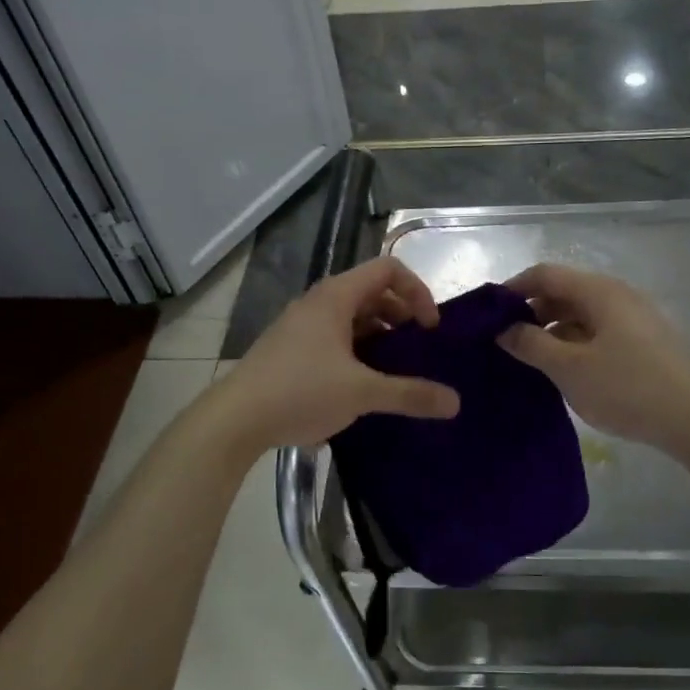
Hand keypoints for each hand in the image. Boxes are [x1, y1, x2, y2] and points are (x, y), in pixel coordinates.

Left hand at [212, 257, 459, 454]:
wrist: (234, 419)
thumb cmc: (300, 391)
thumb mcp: (362, 393)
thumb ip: (410, 394)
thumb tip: (455, 402)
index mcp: (336, 297)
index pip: (388, 269)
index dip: (417, 291)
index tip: (430, 328)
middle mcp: (318, 302)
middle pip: (372, 292)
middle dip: (402, 316)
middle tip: (419, 350)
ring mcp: (302, 325)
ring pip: (353, 317)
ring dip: (381, 336)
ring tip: (395, 370)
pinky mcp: (292, 348)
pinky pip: (336, 337)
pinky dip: (358, 350)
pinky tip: (363, 385)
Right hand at [497, 264, 689, 453]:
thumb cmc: (627, 388)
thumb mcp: (569, 368)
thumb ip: (531, 345)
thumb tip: (504, 330)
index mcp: (599, 291)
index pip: (545, 273)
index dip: (513, 288)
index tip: (488, 313)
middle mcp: (618, 295)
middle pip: (564, 291)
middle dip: (531, 311)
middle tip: (505, 340)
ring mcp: (634, 318)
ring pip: (582, 313)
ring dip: (552, 329)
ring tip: (530, 358)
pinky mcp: (644, 341)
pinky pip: (598, 330)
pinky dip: (574, 342)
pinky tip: (564, 369)